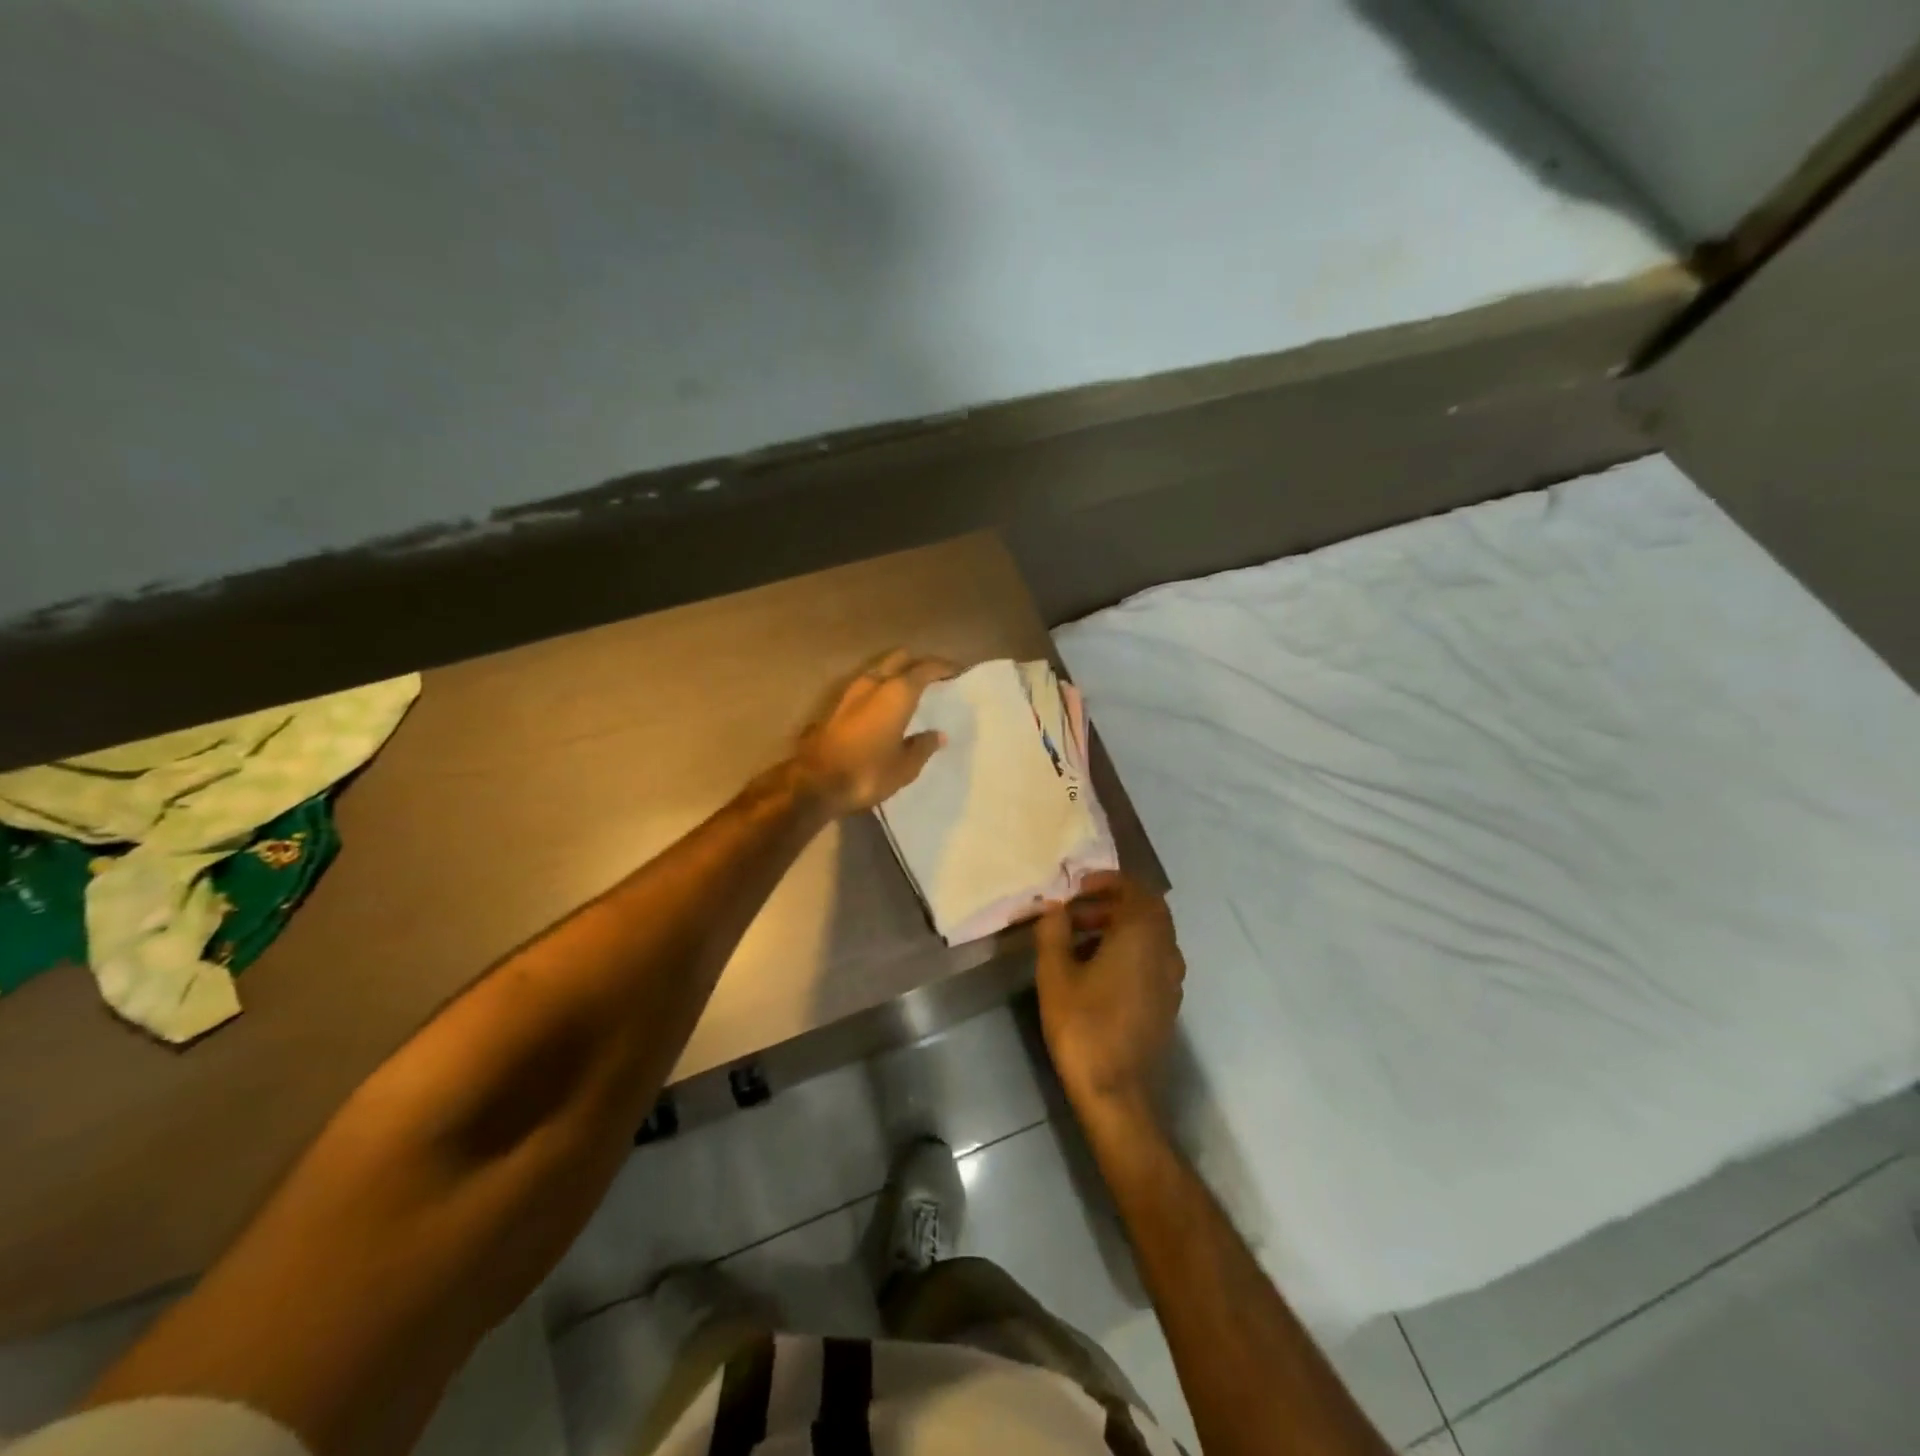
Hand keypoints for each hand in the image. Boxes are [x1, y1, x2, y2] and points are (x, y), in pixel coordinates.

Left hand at [793, 649, 954, 816]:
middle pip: (899, 659)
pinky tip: (886, 706)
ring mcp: (850, 692)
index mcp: (897, 692)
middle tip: (933, 678)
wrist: (815, 783)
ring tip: (910, 691)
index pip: (925, 668)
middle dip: (917, 664)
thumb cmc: (868, 772)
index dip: (943, 667)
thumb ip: (923, 745)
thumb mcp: (905, 766)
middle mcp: (874, 683)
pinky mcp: (835, 706)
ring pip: (879, 670)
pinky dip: (879, 689)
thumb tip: (937, 735)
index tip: (957, 672)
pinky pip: (865, 687)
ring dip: (895, 675)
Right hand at [1035, 872, 1185, 1118]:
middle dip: (1110, 903)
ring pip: (1149, 935)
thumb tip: (1054, 908)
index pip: (1135, 888)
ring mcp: (1172, 978)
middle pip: (1146, 910)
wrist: (1116, 1092)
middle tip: (1074, 912)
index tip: (1077, 887)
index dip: (1106, 881)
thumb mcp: (1054, 974)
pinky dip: (1128, 949)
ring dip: (1117, 926)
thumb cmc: (1083, 1026)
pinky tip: (1096, 969)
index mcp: (1141, 935)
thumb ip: (1053, 932)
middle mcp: (1165, 950)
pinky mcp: (1168, 1001)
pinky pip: (1152, 958)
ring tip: (1077, 939)